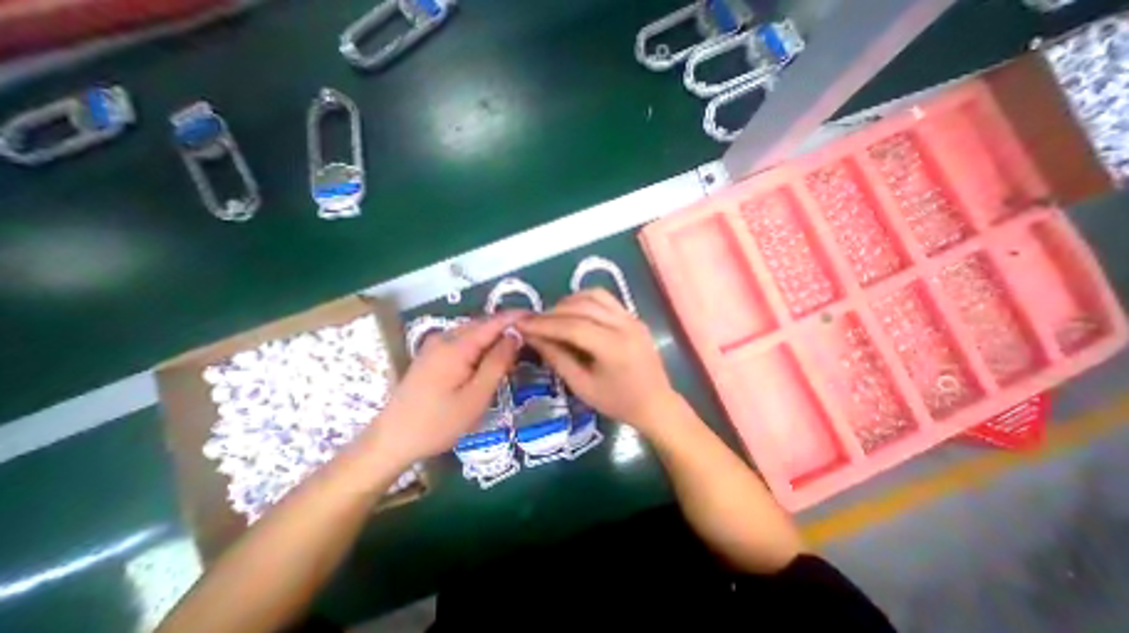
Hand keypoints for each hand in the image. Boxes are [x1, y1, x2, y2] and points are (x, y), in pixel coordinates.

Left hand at [375, 313, 527, 466]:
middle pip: (482, 325)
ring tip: (513, 351)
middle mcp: (444, 338)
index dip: (516, 317)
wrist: (392, 440)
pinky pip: (462, 342)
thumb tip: (514, 335)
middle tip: (529, 340)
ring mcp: (434, 345)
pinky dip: (480, 346)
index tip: (537, 316)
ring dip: (493, 338)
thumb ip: (497, 362)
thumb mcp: (476, 396)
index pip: (493, 322)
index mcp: (456, 346)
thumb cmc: (438, 422)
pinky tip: (487, 360)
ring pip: (472, 333)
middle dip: (506, 328)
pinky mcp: (431, 355)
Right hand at [516, 290, 677, 432]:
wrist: (656, 403)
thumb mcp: (583, 386)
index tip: (521, 324)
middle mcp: (624, 325)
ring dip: (569, 302)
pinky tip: (573, 312)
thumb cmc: (618, 402)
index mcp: (614, 347)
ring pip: (594, 296)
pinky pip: (606, 299)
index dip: (544, 324)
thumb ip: (557, 358)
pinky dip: (585, 300)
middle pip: (582, 307)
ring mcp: (631, 317)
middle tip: (533, 322)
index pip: (572, 327)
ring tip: (552, 316)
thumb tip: (533, 337)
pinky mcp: (633, 316)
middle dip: (553, 312)